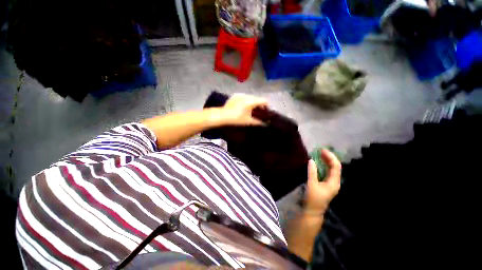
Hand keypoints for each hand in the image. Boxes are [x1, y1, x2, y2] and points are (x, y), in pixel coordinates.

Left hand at [222, 94, 267, 125]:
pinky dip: (246, 100)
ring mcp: (240, 94)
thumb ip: (258, 122)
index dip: (266, 106)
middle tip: (259, 111)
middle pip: (257, 98)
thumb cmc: (237, 119)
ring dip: (253, 102)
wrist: (223, 115)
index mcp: (251, 101)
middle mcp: (247, 96)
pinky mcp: (235, 95)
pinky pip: (244, 97)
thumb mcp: (248, 121)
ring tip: (251, 109)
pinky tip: (243, 106)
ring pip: (250, 97)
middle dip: (259, 104)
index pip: (263, 101)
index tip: (266, 111)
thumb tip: (264, 123)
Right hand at [304, 149, 341, 213]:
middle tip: (320, 151)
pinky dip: (324, 166)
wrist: (313, 211)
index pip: (336, 166)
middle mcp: (335, 182)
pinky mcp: (327, 184)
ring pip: (332, 169)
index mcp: (334, 182)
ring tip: (320, 154)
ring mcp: (331, 183)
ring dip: (327, 161)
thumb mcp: (312, 184)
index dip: (330, 157)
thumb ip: (312, 172)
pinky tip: (319, 162)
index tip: (322, 150)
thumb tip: (311, 160)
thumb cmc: (313, 198)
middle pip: (335, 167)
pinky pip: (328, 172)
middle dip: (329, 158)